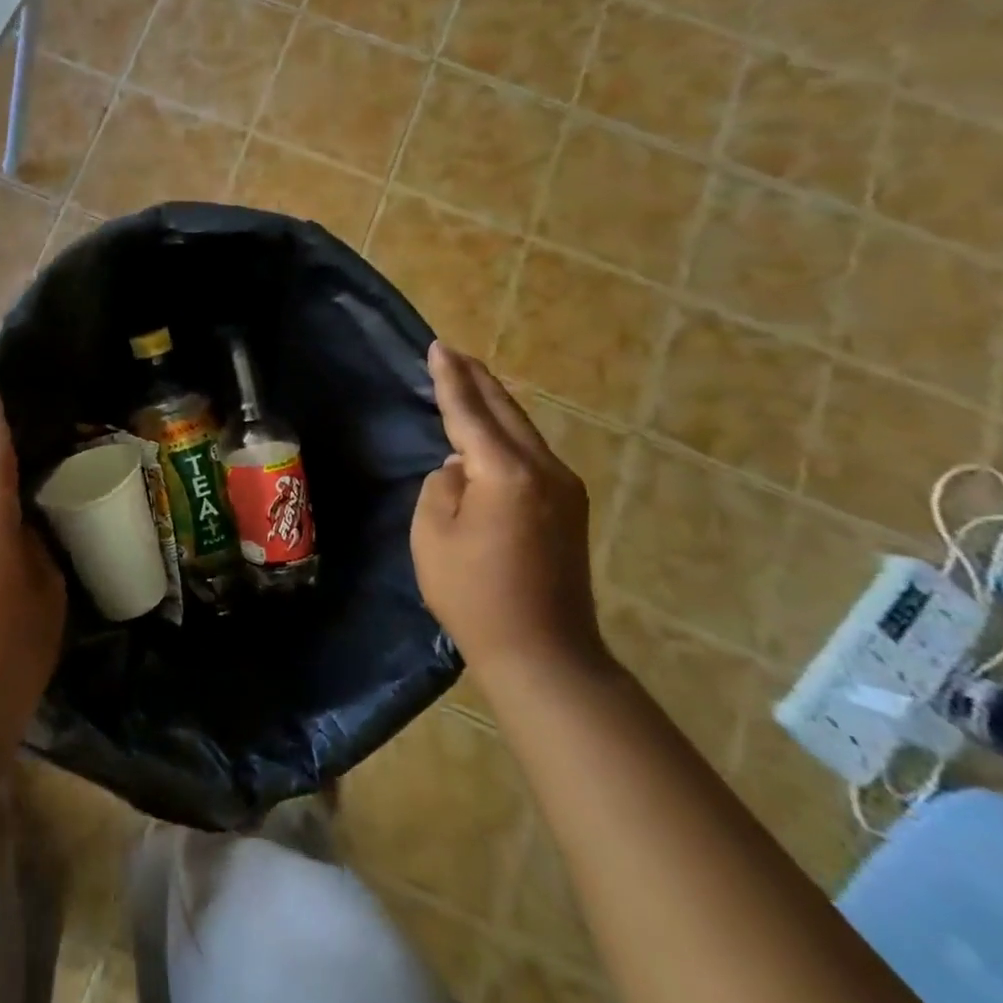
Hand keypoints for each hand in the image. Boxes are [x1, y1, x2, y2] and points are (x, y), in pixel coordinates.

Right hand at [412, 342, 605, 685]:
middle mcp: (543, 470)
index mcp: (504, 472)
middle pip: (505, 411)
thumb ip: (442, 486)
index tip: (438, 347)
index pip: (470, 412)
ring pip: (523, 430)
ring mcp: (563, 488)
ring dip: (494, 404)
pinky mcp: (569, 508)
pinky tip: (492, 430)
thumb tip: (460, 468)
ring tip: (469, 380)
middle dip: (477, 380)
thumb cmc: (474, 595)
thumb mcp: (433, 535)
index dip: (450, 379)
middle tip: (452, 353)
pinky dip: (507, 432)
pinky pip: (531, 453)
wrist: (545, 654)